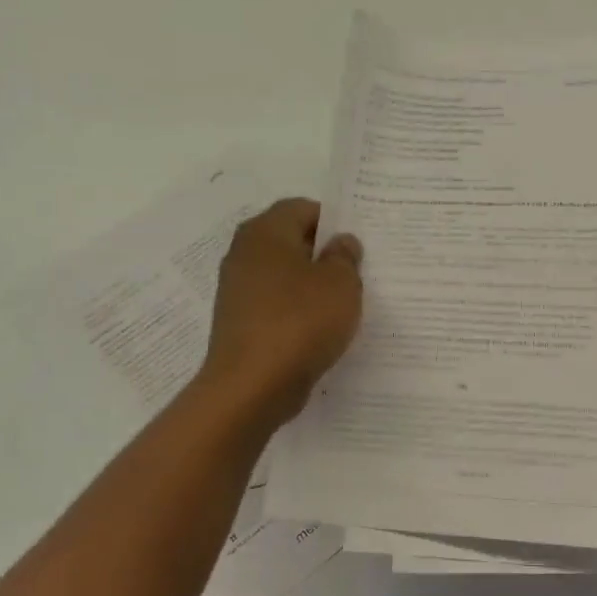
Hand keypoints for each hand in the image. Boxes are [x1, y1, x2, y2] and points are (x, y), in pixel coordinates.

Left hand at [202, 198, 363, 426]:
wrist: (252, 387)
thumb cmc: (300, 322)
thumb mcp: (340, 283)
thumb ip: (345, 257)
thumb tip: (341, 243)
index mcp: (265, 232)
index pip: (303, 208)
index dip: (334, 222)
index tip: (358, 244)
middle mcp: (244, 254)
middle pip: (291, 241)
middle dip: (324, 254)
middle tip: (358, 271)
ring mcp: (238, 290)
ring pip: (284, 275)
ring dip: (312, 285)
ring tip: (344, 303)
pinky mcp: (240, 322)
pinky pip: (276, 305)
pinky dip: (297, 311)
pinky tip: (320, 329)